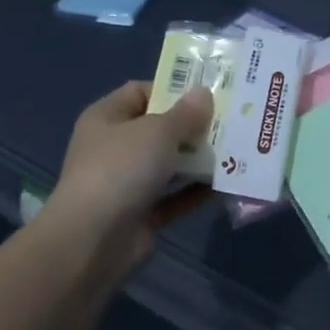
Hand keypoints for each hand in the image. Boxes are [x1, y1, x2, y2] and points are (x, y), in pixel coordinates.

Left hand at [48, 80, 213, 268]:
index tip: (208, 93)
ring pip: (169, 164)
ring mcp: (126, 183)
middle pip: (159, 129)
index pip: (140, 92)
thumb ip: (185, 113)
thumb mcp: (158, 131)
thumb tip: (204, 94)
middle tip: (231, 121)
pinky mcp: (140, 214)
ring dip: (198, 160)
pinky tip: (226, 184)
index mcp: (106, 118)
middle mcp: (113, 148)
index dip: (172, 89)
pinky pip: (174, 197)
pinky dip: (196, 192)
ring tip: (237, 150)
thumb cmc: (121, 169)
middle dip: (193, 126)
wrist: (93, 241)